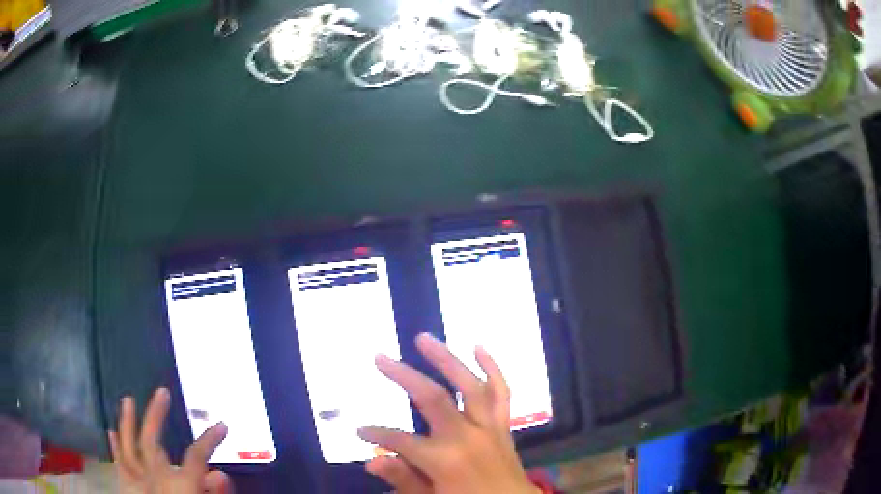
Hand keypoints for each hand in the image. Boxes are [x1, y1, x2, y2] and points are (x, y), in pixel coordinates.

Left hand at [108, 388, 233, 493]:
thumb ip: (213, 493)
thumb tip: (221, 474)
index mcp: (178, 484)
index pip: (196, 456)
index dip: (210, 439)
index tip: (222, 425)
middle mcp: (153, 476)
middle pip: (152, 440)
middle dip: (156, 415)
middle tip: (163, 392)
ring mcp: (138, 479)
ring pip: (128, 445)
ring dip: (127, 422)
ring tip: (127, 400)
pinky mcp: (128, 486)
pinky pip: (119, 463)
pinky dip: (115, 447)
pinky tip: (111, 432)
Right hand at [359, 333, 540, 493]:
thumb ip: (403, 479)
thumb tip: (371, 459)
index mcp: (444, 460)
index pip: (400, 440)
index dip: (377, 433)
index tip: (361, 431)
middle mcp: (467, 436)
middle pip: (432, 398)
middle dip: (403, 376)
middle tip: (380, 357)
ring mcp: (488, 427)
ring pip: (469, 385)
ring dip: (446, 359)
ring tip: (424, 338)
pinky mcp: (503, 424)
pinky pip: (502, 392)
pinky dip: (492, 368)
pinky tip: (479, 348)